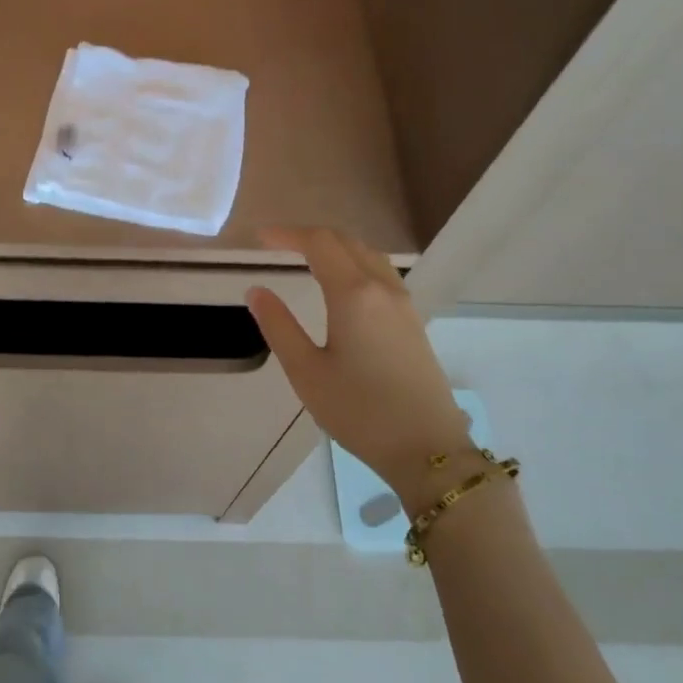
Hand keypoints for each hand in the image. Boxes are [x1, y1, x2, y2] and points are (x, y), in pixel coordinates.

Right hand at [246, 227, 473, 489]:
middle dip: (311, 236)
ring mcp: (403, 304)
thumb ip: (278, 326)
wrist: (426, 448)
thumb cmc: (358, 411)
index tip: (260, 238)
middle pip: (347, 242)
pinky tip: (342, 285)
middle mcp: (382, 289)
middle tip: (278, 244)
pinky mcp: (412, 322)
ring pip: (369, 256)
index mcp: (353, 294)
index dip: (288, 234)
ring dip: (336, 247)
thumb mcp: (306, 371)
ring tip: (307, 258)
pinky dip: (355, 264)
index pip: (319, 244)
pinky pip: (382, 274)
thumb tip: (256, 290)